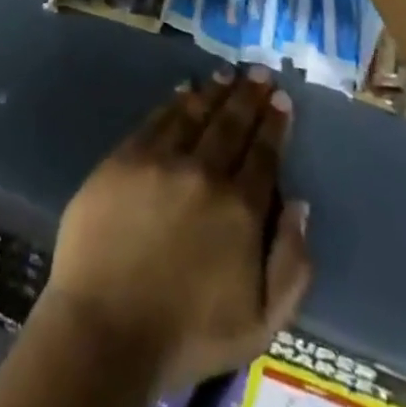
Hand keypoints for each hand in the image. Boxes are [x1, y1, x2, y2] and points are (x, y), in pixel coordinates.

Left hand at [40, 68, 311, 392]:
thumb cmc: (186, 335)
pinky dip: (175, 101)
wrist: (106, 327)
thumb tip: (299, 205)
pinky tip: (184, 90)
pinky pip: (157, 118)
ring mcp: (162, 159)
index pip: (264, 155)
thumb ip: (291, 265)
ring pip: (196, 113)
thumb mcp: (261, 323)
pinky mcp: (126, 157)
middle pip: (232, 124)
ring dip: (215, 90)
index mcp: (242, 210)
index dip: (274, 124)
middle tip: (258, 71)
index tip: (280, 98)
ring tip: (226, 72)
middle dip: (248, 95)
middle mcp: (205, 173)